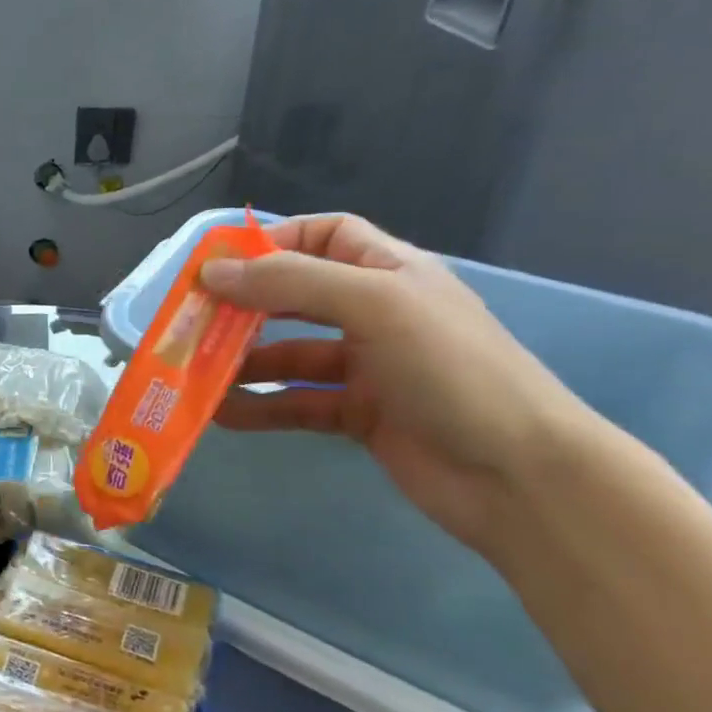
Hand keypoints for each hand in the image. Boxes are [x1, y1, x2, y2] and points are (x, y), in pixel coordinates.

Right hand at [201, 213, 600, 559]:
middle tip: (192, 319)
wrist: (519, 475)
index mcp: (389, 271)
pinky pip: (297, 403)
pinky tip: (222, 414)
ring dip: (244, 361)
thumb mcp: (372, 304)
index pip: (324, 235)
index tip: (220, 263)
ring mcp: (368, 367)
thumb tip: (212, 272)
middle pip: (296, 295)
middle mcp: (376, 313)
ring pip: (290, 354)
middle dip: (244, 305)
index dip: (273, 241)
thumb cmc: (450, 369)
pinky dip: (261, 406)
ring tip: (196, 371)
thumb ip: (290, 282)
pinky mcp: (359, 415)